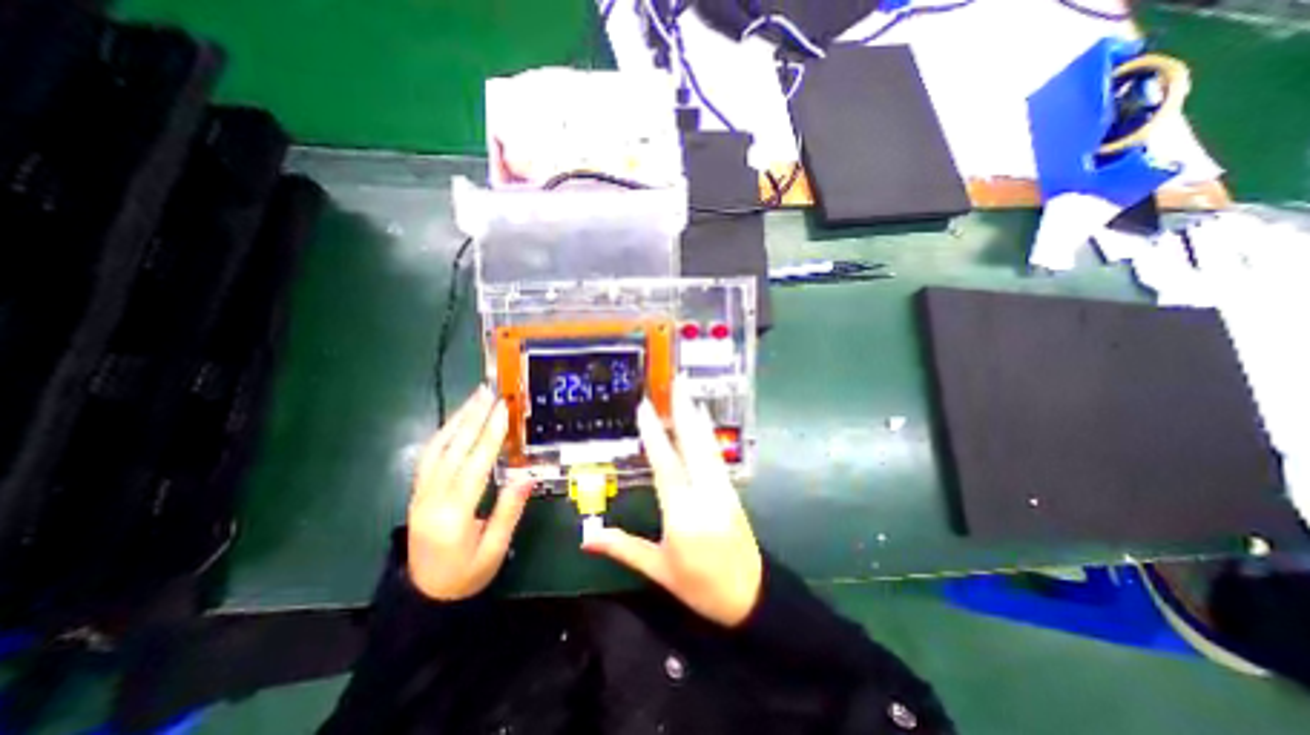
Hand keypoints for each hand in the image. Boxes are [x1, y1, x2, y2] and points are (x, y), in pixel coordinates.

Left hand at [408, 387, 531, 600]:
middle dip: (473, 417)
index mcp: (454, 514)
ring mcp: (419, 494)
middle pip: (453, 449)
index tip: (503, 409)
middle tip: (489, 392)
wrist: (424, 598)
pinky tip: (456, 422)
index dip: (491, 434)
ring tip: (474, 399)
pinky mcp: (417, 493)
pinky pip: (429, 457)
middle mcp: (431, 498)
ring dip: (457, 420)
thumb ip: (509, 510)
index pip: (475, 464)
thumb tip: (527, 475)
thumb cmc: (466, 576)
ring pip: (436, 448)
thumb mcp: (494, 549)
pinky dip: (443, 434)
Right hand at [579, 384, 762, 625]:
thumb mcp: (660, 570)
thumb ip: (624, 548)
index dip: (654, 435)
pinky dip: (707, 433)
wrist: (750, 596)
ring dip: (696, 416)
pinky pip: (716, 454)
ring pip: (707, 446)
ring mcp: (722, 489)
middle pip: (693, 446)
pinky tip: (702, 419)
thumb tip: (587, 537)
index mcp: (684, 516)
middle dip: (683, 411)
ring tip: (687, 392)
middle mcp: (706, 495)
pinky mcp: (731, 489)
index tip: (645, 408)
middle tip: (676, 383)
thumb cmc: (700, 587)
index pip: (666, 467)